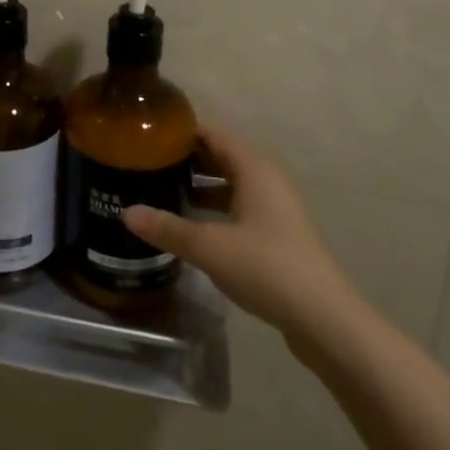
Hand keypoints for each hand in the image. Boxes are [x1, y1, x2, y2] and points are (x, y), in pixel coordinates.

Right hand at [122, 125, 349, 338]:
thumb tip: (126, 213)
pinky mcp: (276, 233)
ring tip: (159, 190)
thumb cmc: (267, 267)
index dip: (180, 130)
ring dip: (199, 185)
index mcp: (253, 168)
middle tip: (145, 162)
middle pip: (220, 156)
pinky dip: (213, 208)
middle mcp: (265, 179)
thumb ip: (168, 228)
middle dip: (185, 158)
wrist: (324, 318)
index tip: (147, 133)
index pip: (212, 134)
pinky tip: (189, 224)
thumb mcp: (210, 247)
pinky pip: (237, 206)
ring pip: (229, 183)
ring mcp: (274, 208)